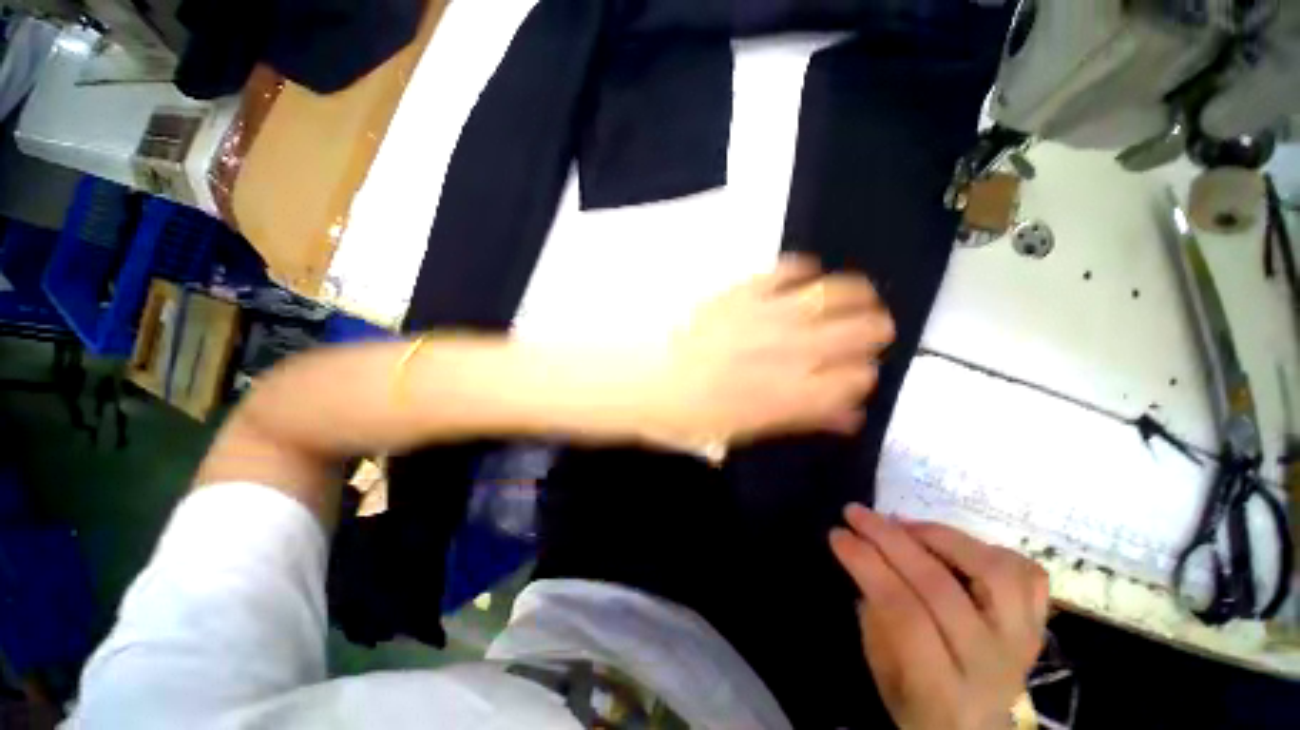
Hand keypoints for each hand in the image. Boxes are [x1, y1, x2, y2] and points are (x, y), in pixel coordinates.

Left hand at [642, 255, 892, 450]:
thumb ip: (804, 420)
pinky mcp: (745, 289)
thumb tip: (850, 416)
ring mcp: (770, 314)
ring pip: (838, 292)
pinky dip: (805, 270)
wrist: (643, 378)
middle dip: (873, 332)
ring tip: (858, 298)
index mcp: (794, 395)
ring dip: (856, 295)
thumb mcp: (748, 432)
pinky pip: (790, 268)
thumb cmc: (690, 415)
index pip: (860, 379)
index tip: (854, 376)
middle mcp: (793, 351)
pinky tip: (805, 279)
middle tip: (868, 332)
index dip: (863, 377)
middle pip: (863, 330)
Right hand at [830, 505, 1048, 729]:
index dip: (867, 565)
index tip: (837, 535)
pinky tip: (957, 546)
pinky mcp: (1038, 626)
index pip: (904, 614)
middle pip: (940, 587)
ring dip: (943, 537)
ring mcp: (1022, 643)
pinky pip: (1028, 576)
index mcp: (942, 690)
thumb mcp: (883, 676)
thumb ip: (877, 620)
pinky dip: (991, 549)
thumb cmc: (919, 708)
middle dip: (889, 539)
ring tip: (907, 525)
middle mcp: (990, 665)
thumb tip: (868, 560)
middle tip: (856, 513)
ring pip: (995, 572)